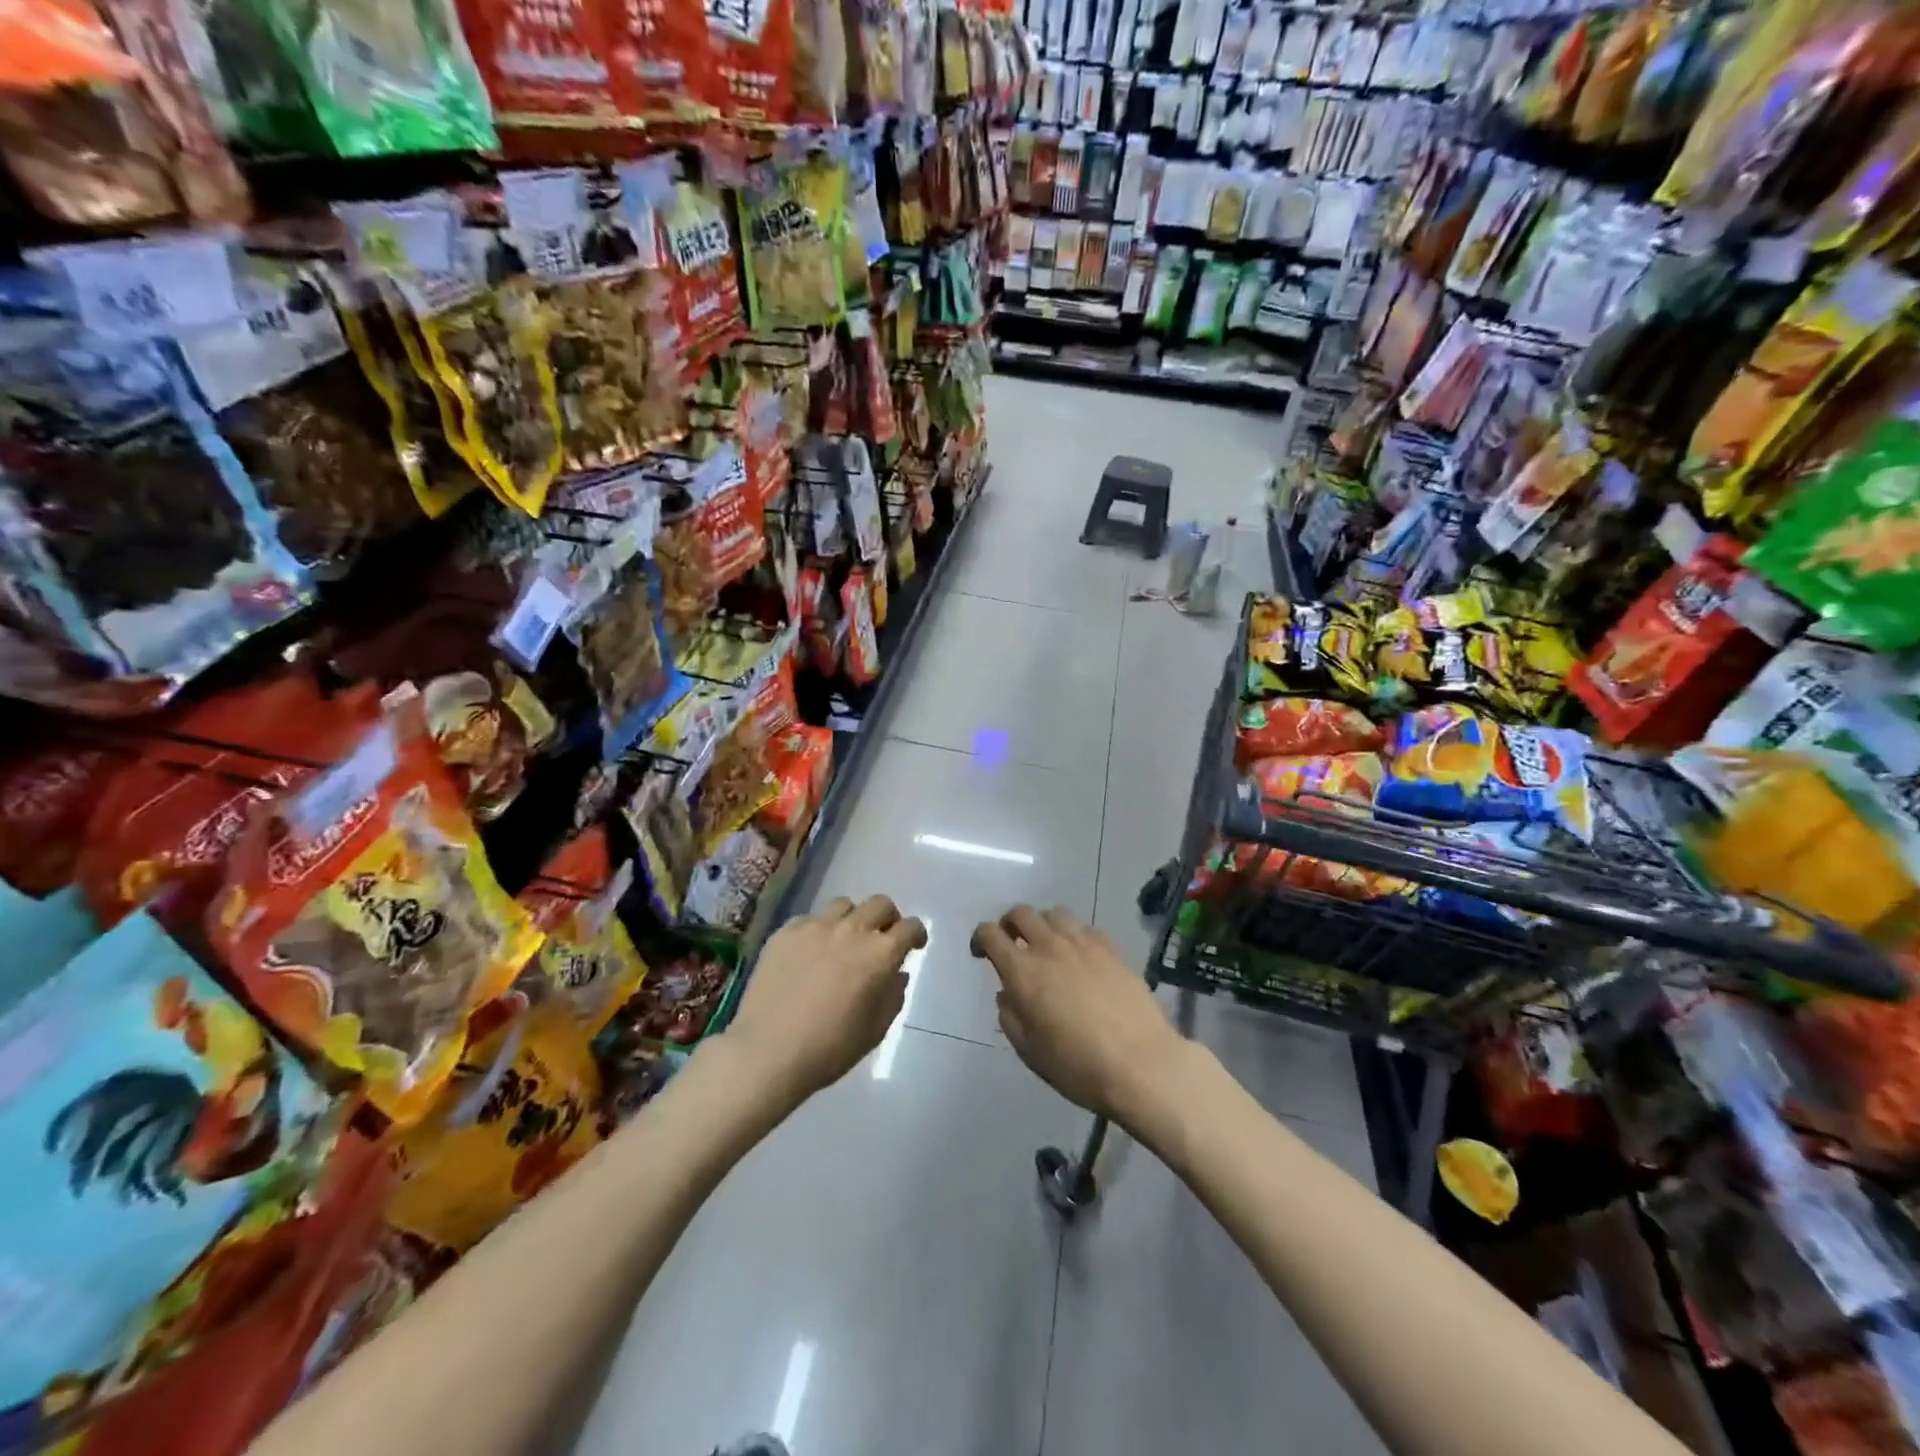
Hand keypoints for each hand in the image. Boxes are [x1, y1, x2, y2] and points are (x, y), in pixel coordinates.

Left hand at [727, 895, 926, 1104]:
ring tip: (843, 942)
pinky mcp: (785, 932)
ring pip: (844, 905)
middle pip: (880, 904)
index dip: (916, 934)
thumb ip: (893, 995)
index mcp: (879, 954)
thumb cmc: (830, 1049)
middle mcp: (851, 930)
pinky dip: (818, 931)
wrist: (767, 1053)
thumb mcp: (875, 1030)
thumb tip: (896, 974)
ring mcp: (815, 927)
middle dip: (888, 918)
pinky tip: (809, 954)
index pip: (910, 927)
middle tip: (881, 938)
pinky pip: (810, 920)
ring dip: (852, 920)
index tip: (914, 944)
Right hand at [971, 905, 1184, 1122]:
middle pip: (1021, 913)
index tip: (981, 953)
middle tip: (1011, 942)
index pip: (990, 933)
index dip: (980, 938)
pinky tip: (1079, 957)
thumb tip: (1008, 993)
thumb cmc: (1077, 1066)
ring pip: (1054, 913)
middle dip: (1009, 923)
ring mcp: (1083, 943)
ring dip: (1042, 924)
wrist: (1140, 1064)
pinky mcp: (1111, 949)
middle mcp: (1049, 947)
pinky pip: (1084, 928)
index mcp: (1022, 971)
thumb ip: (1011, 1016)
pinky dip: (1073, 935)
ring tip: (1046, 945)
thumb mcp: (1030, 1051)